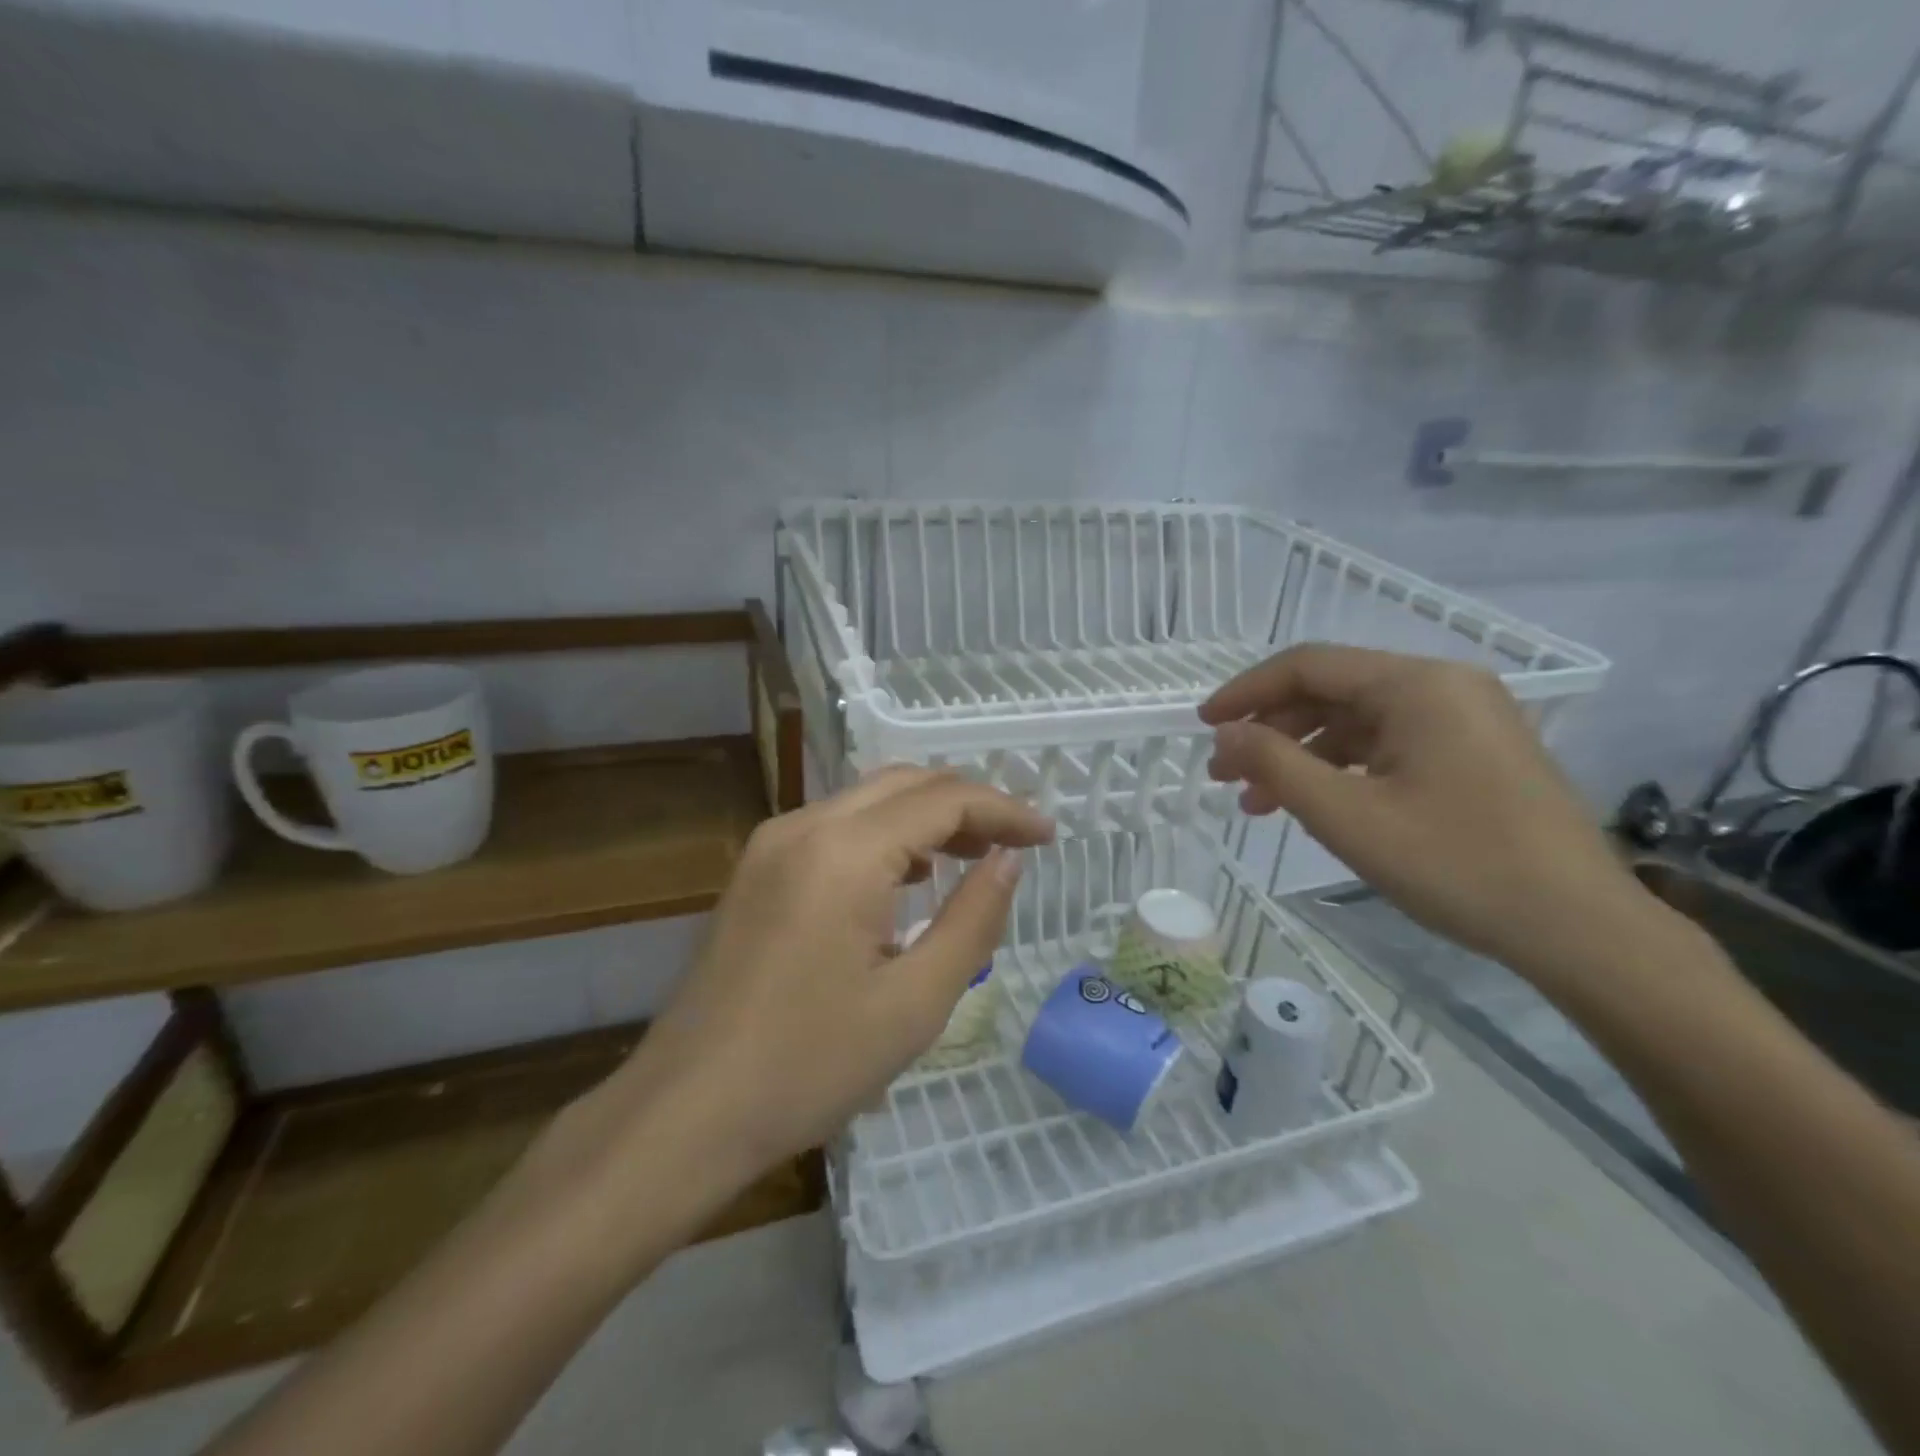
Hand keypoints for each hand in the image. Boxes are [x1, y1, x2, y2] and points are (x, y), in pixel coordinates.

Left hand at [602, 767, 1054, 1195]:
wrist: (687, 1110)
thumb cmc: (809, 1066)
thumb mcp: (915, 1002)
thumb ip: (973, 919)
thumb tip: (1009, 862)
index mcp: (845, 852)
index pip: (943, 800)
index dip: (1003, 810)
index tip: (1047, 835)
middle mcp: (804, 825)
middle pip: (904, 783)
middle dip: (967, 804)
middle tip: (1015, 842)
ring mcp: (771, 844)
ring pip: (868, 800)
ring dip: (925, 816)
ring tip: (973, 856)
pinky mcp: (756, 869)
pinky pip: (835, 827)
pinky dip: (884, 836)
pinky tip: (908, 878)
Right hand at [1201, 645, 1648, 977]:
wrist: (1580, 930)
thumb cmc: (1456, 864)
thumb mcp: (1347, 815)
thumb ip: (1275, 765)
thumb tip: (1224, 734)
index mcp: (1417, 685)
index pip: (1307, 665)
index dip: (1245, 692)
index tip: (1202, 726)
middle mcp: (1443, 686)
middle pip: (1331, 692)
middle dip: (1270, 731)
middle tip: (1225, 776)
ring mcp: (1464, 720)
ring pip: (1356, 722)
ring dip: (1300, 756)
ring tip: (1258, 803)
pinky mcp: (1473, 753)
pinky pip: (1387, 746)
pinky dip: (1341, 770)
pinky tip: (1314, 804)